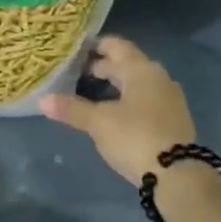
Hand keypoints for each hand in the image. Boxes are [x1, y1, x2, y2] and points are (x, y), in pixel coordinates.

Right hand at [39, 35, 194, 185]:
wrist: (178, 176)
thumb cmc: (135, 137)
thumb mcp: (98, 123)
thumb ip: (71, 108)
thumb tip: (42, 100)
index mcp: (141, 69)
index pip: (116, 45)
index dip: (95, 45)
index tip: (75, 50)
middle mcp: (158, 77)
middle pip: (127, 63)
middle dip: (103, 66)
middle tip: (76, 72)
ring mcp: (169, 99)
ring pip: (137, 82)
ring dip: (116, 84)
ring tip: (92, 92)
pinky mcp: (173, 119)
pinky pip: (146, 99)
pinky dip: (128, 99)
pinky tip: (114, 112)